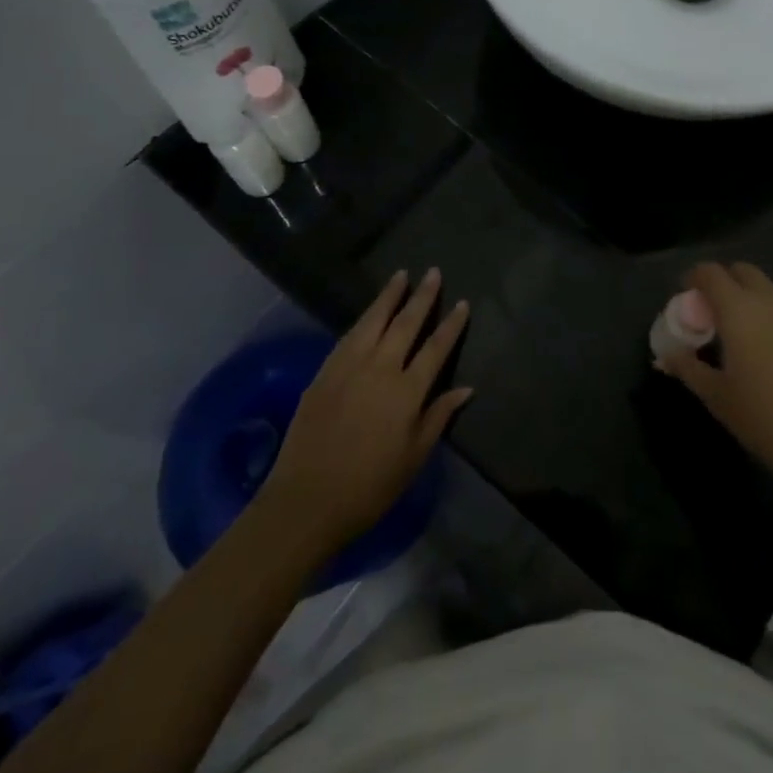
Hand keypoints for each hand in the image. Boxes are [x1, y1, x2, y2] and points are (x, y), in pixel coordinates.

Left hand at [260, 269, 472, 557]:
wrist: (306, 501)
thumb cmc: (369, 487)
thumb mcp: (414, 457)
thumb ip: (438, 416)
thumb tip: (466, 388)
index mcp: (407, 391)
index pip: (436, 348)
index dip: (451, 325)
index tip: (462, 303)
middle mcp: (380, 369)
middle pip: (405, 323)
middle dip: (422, 296)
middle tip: (433, 272)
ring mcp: (348, 367)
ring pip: (373, 320)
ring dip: (388, 296)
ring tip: (400, 276)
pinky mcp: (324, 373)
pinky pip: (348, 336)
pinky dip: (363, 319)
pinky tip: (368, 313)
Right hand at [656, 262, 772, 502]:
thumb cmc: (767, 422)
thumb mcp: (717, 398)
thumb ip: (688, 368)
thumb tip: (667, 355)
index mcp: (739, 311)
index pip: (710, 272)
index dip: (695, 279)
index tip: (690, 299)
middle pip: (744, 272)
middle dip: (728, 284)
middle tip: (721, 317)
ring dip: (759, 303)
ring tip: (758, 339)